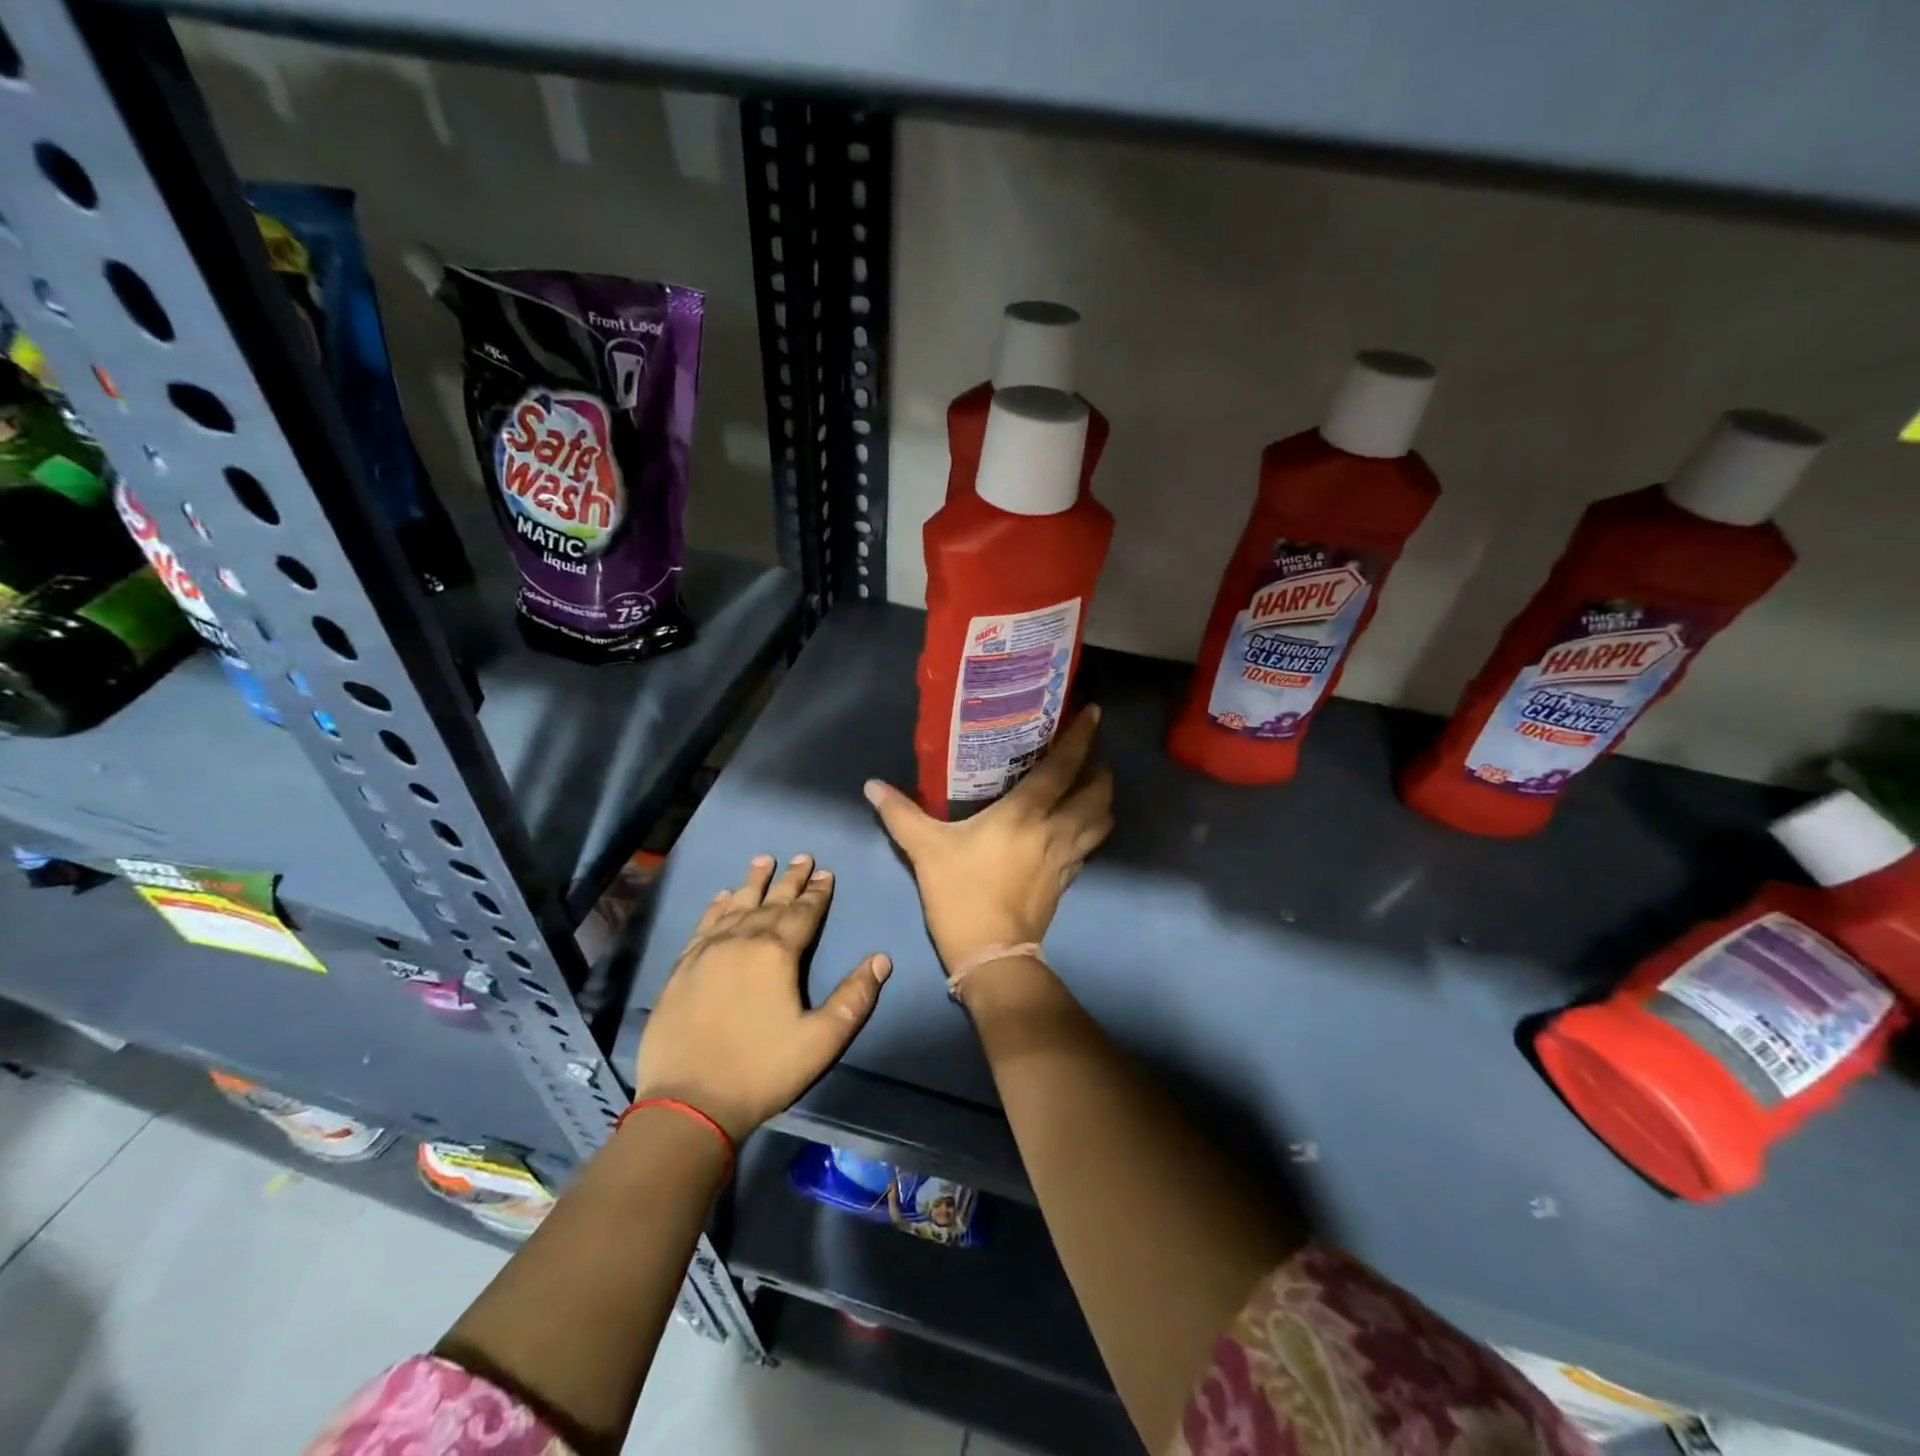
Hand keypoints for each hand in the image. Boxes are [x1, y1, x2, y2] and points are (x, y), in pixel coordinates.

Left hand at [633, 854, 891, 1141]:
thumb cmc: (762, 1070)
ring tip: (763, 860)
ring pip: (736, 905)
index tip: (826, 872)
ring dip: (753, 882)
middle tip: (802, 856)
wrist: (688, 1102)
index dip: (818, 892)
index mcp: (777, 953)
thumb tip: (882, 959)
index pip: (804, 913)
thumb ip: (854, 997)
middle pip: (772, 901)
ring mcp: (708, 951)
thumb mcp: (822, 1040)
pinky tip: (722, 896)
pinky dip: (716, 906)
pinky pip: (704, 924)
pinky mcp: (683, 967)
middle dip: (790, 879)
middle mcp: (742, 941)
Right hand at [864, 705, 1113, 974]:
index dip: (1082, 737)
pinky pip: (1091, 844)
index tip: (1094, 713)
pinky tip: (1078, 825)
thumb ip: (901, 814)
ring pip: (1102, 819)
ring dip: (1102, 798)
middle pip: (1097, 792)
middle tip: (1089, 753)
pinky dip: (1093, 827)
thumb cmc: (961, 893)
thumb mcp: (926, 850)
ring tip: (1089, 785)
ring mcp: (1067, 856)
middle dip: (1100, 768)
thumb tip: (872, 785)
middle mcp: (1056, 829)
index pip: (1064, 767)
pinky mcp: (1068, 879)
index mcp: (1026, 813)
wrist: (991, 954)